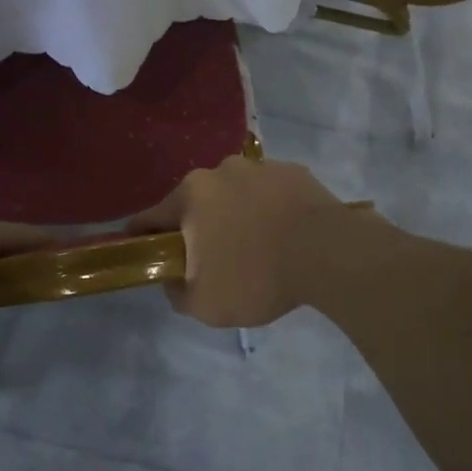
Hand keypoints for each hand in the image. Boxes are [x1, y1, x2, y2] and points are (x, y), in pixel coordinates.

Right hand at [130, 156, 355, 328]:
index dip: (142, 237)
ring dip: (235, 216)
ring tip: (255, 248)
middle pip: (195, 202)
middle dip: (197, 228)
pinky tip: (283, 236)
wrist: (328, 252)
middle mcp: (220, 170)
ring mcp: (259, 166)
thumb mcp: (204, 303)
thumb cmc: (257, 276)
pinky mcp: (292, 171)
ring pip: (234, 194)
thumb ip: (176, 291)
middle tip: (211, 260)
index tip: (145, 254)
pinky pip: (269, 193)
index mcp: (191, 195)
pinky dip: (268, 210)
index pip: (150, 217)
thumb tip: (173, 277)